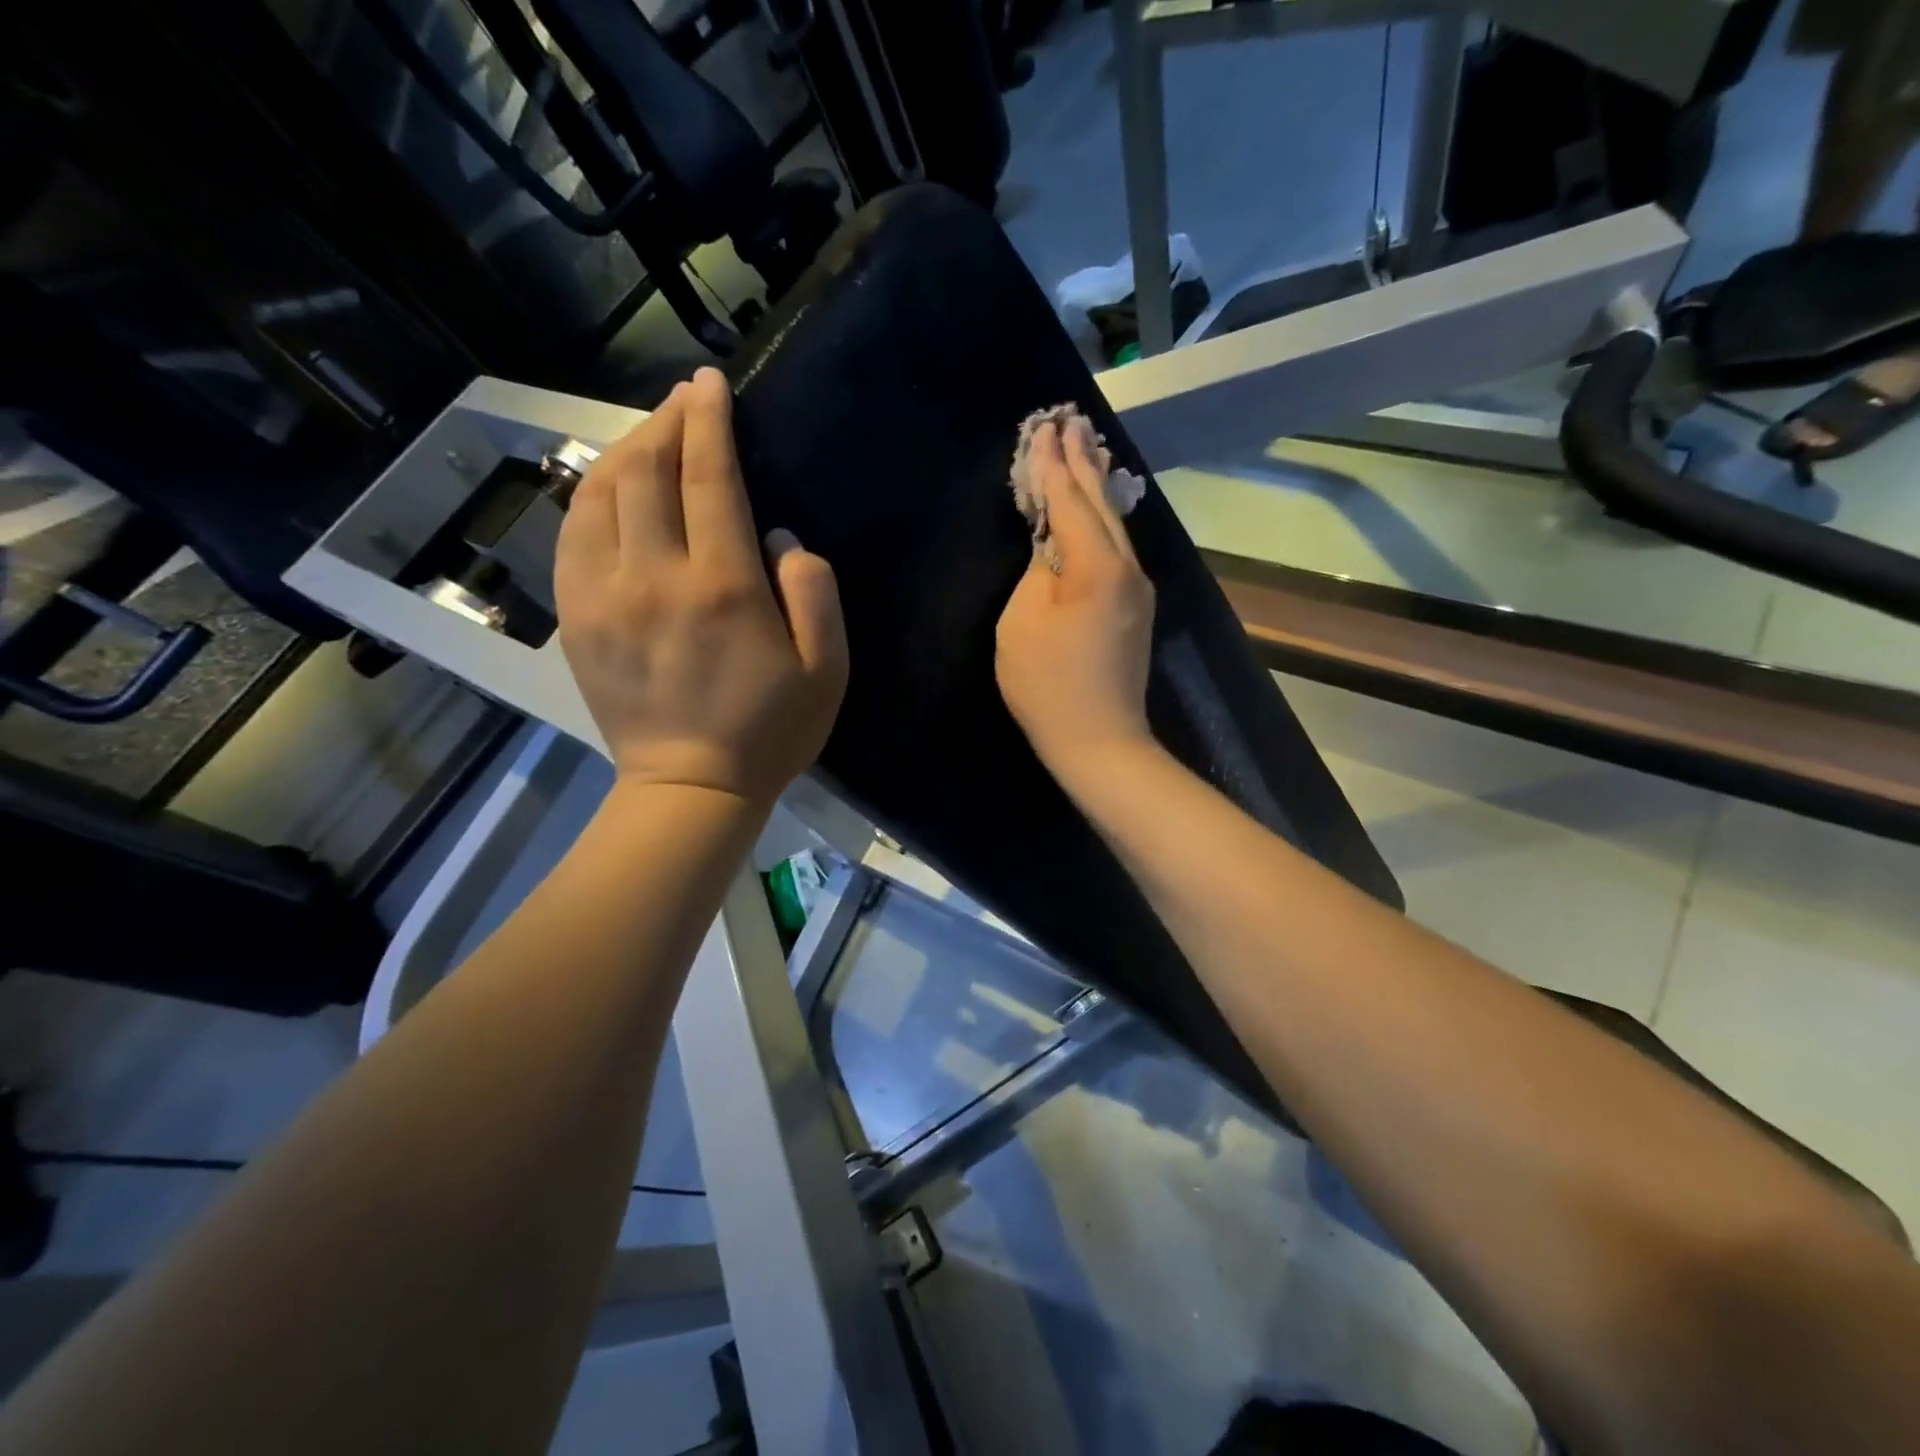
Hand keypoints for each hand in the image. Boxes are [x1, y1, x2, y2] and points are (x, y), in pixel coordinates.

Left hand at [555, 368, 847, 806]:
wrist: (690, 788)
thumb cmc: (770, 731)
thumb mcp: (827, 670)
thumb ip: (814, 593)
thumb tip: (778, 538)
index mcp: (722, 586)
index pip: (709, 478)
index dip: (709, 421)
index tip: (710, 384)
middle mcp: (654, 577)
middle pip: (646, 471)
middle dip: (666, 422)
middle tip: (685, 401)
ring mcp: (603, 596)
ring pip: (600, 494)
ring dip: (625, 451)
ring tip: (650, 436)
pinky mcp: (576, 618)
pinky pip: (572, 535)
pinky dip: (591, 496)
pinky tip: (610, 489)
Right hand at [995, 417, 1155, 790]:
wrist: (1100, 740)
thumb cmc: (1048, 686)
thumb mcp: (1021, 623)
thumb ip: (1037, 571)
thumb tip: (1052, 549)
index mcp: (1095, 566)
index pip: (1069, 501)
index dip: (1051, 465)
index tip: (1041, 428)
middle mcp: (1127, 566)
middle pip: (1100, 502)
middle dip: (1081, 461)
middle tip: (1068, 420)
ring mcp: (1138, 587)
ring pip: (1115, 522)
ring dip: (1097, 484)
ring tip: (1087, 447)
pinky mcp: (1136, 606)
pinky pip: (1118, 546)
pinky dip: (1103, 517)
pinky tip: (1099, 504)